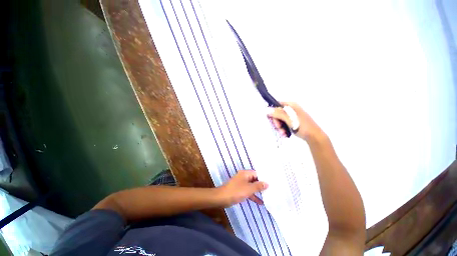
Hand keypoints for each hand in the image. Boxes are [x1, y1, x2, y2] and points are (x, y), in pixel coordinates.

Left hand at [217, 170, 267, 207]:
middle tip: (272, 189)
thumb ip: (258, 186)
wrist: (222, 198)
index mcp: (245, 173)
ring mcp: (242, 184)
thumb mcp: (249, 189)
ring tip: (268, 196)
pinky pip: (249, 191)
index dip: (264, 178)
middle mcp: (244, 177)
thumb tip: (267, 183)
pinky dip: (253, 196)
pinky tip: (260, 202)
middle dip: (262, 185)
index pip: (257, 173)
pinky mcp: (240, 190)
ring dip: (258, 191)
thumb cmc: (236, 191)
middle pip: (255, 180)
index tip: (272, 183)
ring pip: (252, 186)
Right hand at [267, 102, 323, 140]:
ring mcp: (291, 116)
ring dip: (279, 127)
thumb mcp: (289, 119)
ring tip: (282, 132)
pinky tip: (284, 134)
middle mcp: (290, 109)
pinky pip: (282, 124)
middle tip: (278, 127)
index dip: (272, 111)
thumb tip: (267, 109)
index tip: (271, 119)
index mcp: (291, 105)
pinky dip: (282, 129)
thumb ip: (278, 114)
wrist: (314, 136)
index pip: (276, 105)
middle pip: (276, 113)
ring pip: (279, 120)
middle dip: (276, 122)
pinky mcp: (291, 122)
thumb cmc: (302, 126)